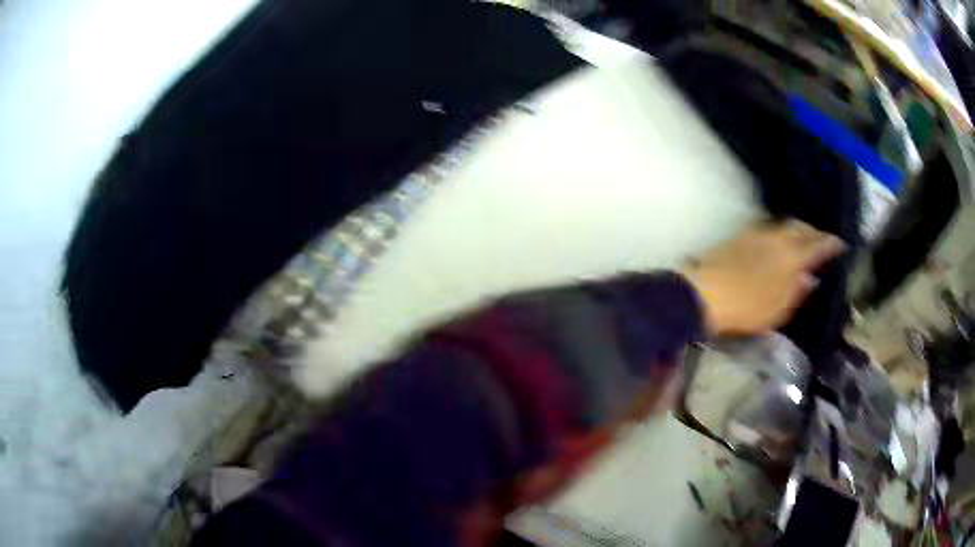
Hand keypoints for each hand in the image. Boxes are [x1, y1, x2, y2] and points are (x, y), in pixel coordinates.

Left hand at [682, 220, 845, 335]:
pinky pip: (770, 227)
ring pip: (786, 225)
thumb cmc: (747, 308)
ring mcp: (759, 232)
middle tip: (823, 240)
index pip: (818, 245)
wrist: (706, 293)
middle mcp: (778, 237)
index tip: (841, 244)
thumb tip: (811, 277)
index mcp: (793, 256)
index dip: (831, 243)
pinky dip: (781, 232)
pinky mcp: (742, 234)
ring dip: (798, 230)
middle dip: (815, 233)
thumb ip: (798, 291)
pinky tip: (780, 241)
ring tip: (804, 240)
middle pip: (802, 228)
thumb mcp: (779, 309)